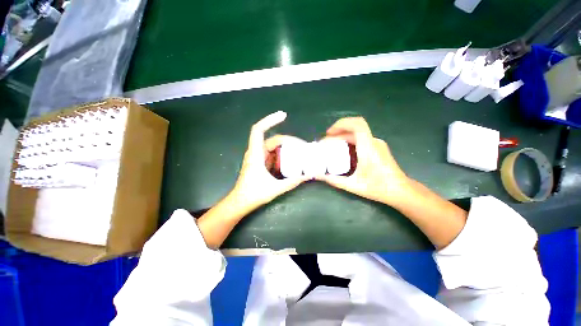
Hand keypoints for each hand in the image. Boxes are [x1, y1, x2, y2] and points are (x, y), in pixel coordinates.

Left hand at [230, 111, 308, 211]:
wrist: (240, 203)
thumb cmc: (253, 194)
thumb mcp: (275, 188)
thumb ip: (292, 182)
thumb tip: (308, 176)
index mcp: (255, 154)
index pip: (258, 130)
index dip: (270, 120)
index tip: (283, 115)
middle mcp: (256, 152)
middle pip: (272, 139)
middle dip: (288, 140)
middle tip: (303, 145)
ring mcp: (258, 157)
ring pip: (273, 147)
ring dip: (286, 147)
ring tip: (300, 151)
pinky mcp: (260, 163)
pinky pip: (273, 154)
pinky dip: (282, 154)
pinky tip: (291, 159)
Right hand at [317, 117, 409, 205]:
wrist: (401, 191)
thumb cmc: (379, 188)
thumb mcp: (354, 186)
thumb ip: (335, 180)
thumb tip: (320, 176)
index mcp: (368, 147)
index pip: (357, 125)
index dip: (341, 124)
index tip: (329, 133)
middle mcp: (373, 142)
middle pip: (354, 128)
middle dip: (338, 131)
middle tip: (326, 141)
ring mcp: (377, 144)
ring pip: (357, 133)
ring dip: (343, 135)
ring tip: (331, 145)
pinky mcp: (377, 147)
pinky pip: (361, 138)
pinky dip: (349, 140)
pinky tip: (343, 150)